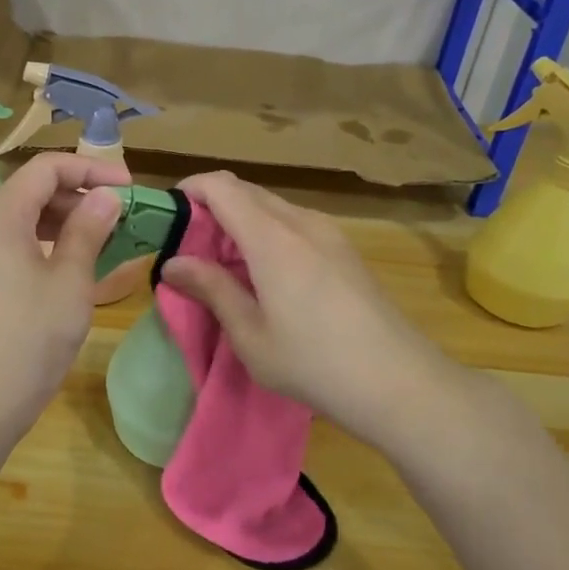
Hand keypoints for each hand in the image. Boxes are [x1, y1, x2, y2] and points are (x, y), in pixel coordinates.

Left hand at [0, 152, 129, 438]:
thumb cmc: (28, 339)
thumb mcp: (70, 282)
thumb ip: (89, 231)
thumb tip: (106, 197)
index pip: (47, 168)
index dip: (91, 169)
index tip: (129, 186)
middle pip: (31, 191)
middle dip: (78, 196)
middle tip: (121, 217)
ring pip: (20, 219)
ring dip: (62, 222)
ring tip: (102, 241)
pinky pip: (9, 245)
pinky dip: (43, 245)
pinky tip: (69, 268)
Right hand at [161, 171, 469, 442]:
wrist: (400, 382)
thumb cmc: (314, 363)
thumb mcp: (251, 335)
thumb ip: (212, 289)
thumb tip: (173, 263)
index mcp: (272, 238)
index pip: (222, 187)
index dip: (191, 190)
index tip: (168, 216)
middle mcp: (301, 222)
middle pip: (246, 191)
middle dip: (212, 207)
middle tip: (190, 246)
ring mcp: (329, 233)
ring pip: (272, 206)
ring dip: (241, 220)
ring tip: (224, 264)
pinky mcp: (344, 249)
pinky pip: (294, 223)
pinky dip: (267, 232)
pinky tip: (264, 274)